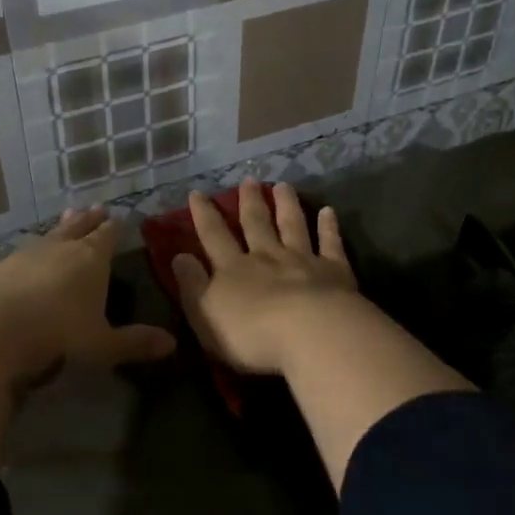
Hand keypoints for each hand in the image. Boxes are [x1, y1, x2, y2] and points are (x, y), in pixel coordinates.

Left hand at [0, 206, 176, 383]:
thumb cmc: (58, 337)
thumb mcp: (104, 345)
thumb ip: (135, 342)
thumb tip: (171, 344)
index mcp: (89, 261)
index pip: (107, 238)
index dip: (114, 228)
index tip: (120, 217)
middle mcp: (56, 250)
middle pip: (76, 229)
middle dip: (88, 220)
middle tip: (95, 208)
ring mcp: (20, 257)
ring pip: (41, 237)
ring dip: (53, 229)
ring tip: (63, 218)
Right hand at [171, 179, 358, 375]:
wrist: (310, 334)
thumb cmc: (251, 334)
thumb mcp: (206, 314)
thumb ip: (192, 284)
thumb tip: (179, 255)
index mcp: (233, 269)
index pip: (213, 236)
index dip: (203, 215)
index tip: (197, 193)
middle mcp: (267, 257)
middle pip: (257, 224)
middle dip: (250, 201)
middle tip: (249, 180)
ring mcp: (303, 261)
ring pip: (292, 226)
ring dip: (287, 205)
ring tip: (283, 185)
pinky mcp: (334, 272)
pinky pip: (330, 244)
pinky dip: (328, 227)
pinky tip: (328, 212)